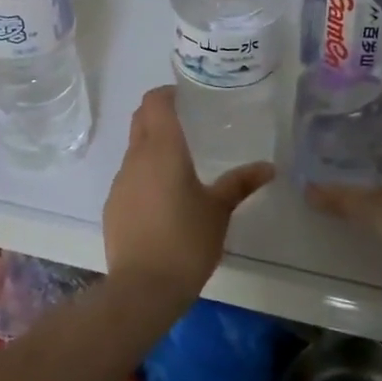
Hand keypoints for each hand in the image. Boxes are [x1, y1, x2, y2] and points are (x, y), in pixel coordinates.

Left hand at [102, 86, 273, 305]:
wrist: (143, 287)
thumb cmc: (186, 240)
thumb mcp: (219, 211)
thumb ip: (240, 183)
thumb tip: (268, 167)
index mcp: (162, 149)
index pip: (154, 101)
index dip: (167, 93)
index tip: (187, 97)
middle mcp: (136, 157)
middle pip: (140, 120)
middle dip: (159, 114)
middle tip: (188, 123)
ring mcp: (120, 181)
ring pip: (134, 149)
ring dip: (152, 146)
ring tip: (180, 164)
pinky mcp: (113, 205)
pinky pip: (129, 177)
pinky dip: (145, 175)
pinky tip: (163, 199)